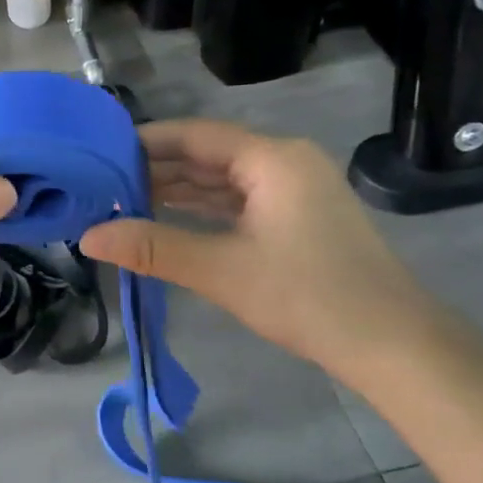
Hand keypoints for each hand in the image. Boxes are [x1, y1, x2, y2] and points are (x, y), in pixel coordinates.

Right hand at [78, 119, 451, 383]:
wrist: (394, 347)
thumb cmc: (309, 297)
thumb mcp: (221, 270)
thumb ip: (152, 247)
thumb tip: (88, 236)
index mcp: (272, 158)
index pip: (194, 135)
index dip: (145, 141)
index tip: (99, 152)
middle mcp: (284, 162)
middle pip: (207, 155)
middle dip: (156, 169)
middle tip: (102, 182)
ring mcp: (294, 191)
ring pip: (222, 180)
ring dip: (177, 191)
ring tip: (123, 200)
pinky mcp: (297, 218)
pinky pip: (238, 202)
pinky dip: (202, 210)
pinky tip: (166, 219)